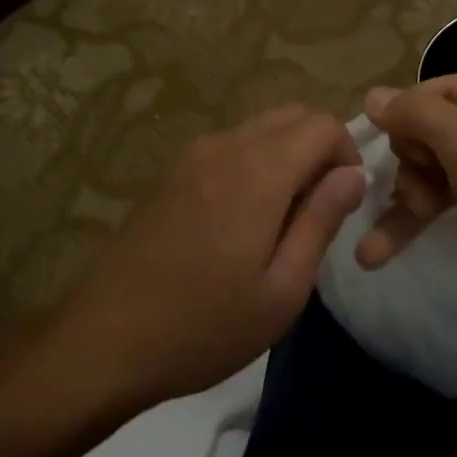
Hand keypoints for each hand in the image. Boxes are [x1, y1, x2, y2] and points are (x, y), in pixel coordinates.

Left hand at [44, 105, 365, 412]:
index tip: (345, 202)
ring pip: (262, 128)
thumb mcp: (282, 289)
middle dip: (321, 148)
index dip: (348, 154)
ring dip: (289, 155)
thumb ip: (321, 220)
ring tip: (285, 219)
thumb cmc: (203, 326)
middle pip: (293, 115)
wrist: (102, 342)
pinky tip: (244, 220)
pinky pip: (232, 146)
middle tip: (320, 208)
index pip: (323, 124)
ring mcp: (193, 156)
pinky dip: (258, 162)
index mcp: (258, 170)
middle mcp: (226, 147)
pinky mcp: (172, 173)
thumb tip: (354, 174)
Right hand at [357, 65, 456, 298]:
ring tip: (376, 251)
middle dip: (411, 173)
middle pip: (424, 134)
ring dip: (407, 205)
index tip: (409, 167)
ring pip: (434, 170)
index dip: (403, 133)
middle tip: (422, 204)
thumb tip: (373, 95)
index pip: (418, 97)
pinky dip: (425, 218)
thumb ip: (414, 113)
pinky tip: (385, 248)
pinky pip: (453, 195)